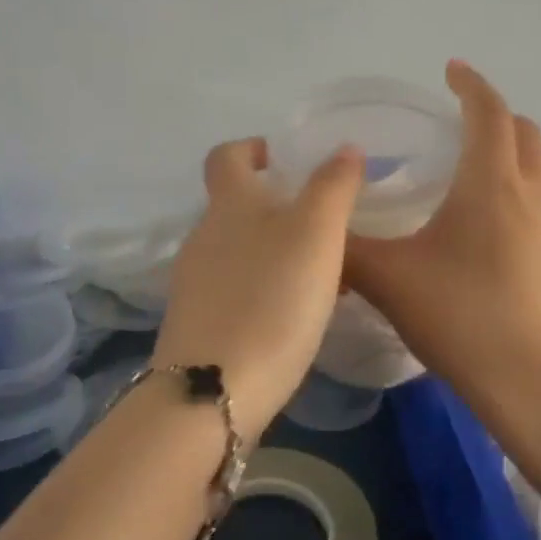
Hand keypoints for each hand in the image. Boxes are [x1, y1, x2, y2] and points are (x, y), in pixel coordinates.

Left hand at [153, 138, 363, 435]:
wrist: (214, 391)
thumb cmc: (272, 299)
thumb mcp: (316, 233)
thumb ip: (333, 186)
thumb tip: (344, 149)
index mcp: (229, 205)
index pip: (226, 156)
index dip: (251, 148)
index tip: (282, 158)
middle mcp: (204, 237)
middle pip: (235, 206)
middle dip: (275, 205)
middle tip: (323, 221)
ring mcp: (195, 284)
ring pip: (239, 251)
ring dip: (275, 250)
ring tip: (320, 272)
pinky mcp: (198, 325)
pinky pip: (236, 289)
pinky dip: (265, 288)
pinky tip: (294, 314)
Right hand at [344, 61, 540, 420]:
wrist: (540, 384)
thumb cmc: (463, 316)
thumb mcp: (390, 280)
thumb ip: (347, 250)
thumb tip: (318, 231)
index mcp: (491, 182)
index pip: (488, 112)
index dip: (470, 84)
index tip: (450, 69)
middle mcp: (531, 195)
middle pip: (524, 133)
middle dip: (494, 115)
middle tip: (458, 122)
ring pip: (535, 172)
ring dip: (507, 158)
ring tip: (466, 177)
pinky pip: (538, 208)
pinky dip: (514, 197)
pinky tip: (483, 235)